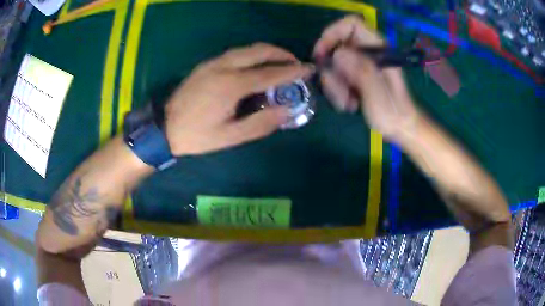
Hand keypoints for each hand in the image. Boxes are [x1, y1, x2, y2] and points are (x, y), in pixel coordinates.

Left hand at [165, 43, 313, 155]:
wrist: (163, 128)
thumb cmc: (196, 136)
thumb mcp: (229, 137)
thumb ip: (259, 123)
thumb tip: (286, 111)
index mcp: (231, 85)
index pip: (270, 73)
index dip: (292, 71)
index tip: (309, 69)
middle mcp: (223, 67)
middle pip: (259, 51)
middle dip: (281, 53)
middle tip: (295, 63)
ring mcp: (213, 63)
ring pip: (246, 49)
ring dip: (267, 52)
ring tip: (279, 62)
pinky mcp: (206, 65)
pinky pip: (235, 53)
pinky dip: (252, 55)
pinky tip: (256, 65)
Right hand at [313, 16, 420, 141]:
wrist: (400, 127)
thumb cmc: (393, 112)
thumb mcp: (378, 94)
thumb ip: (361, 71)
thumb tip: (338, 54)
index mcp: (378, 48)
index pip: (352, 24)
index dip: (333, 33)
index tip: (322, 55)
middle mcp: (367, 52)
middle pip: (336, 46)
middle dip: (332, 71)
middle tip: (340, 92)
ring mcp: (360, 63)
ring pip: (333, 64)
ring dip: (334, 85)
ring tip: (347, 102)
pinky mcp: (356, 74)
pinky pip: (336, 76)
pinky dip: (337, 91)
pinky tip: (349, 104)